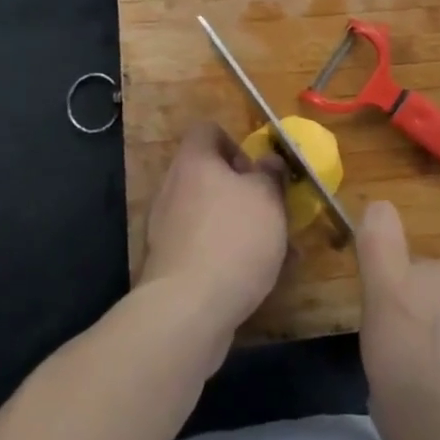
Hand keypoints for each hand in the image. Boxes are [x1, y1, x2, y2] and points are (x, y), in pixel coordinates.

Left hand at [138, 122, 289, 347]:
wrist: (188, 308)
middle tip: (271, 210)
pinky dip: (226, 252)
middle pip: (208, 175)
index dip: (235, 143)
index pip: (207, 131)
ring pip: (209, 213)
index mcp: (194, 162)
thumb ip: (270, 174)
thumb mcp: (267, 198)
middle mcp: (173, 188)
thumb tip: (268, 161)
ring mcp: (166, 227)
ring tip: (273, 248)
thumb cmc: (234, 238)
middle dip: (242, 190)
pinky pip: (203, 245)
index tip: (258, 171)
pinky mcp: (169, 262)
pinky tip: (254, 275)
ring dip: (238, 223)